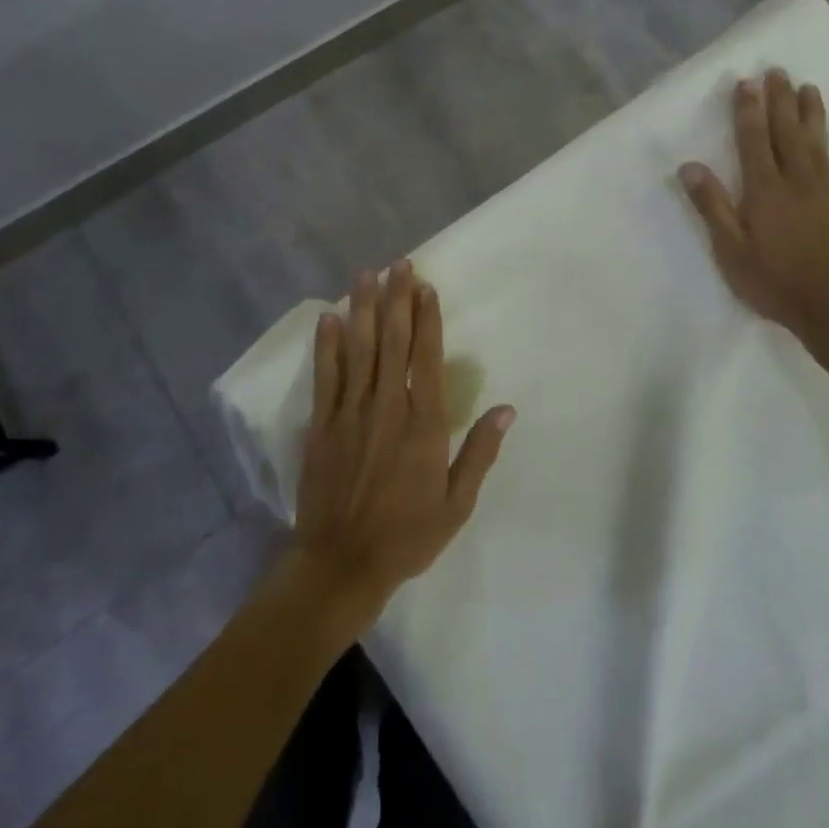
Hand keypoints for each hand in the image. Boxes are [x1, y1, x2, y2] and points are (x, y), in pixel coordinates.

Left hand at [286, 260, 516, 631]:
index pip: (426, 358)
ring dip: (364, 309)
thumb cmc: (407, 535)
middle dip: (397, 299)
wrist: (341, 563)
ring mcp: (350, 413)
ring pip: (359, 349)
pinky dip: (327, 345)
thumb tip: (506, 409)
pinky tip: (329, 318)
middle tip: (399, 263)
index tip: (426, 286)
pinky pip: (326, 376)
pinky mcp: (322, 425)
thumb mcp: (456, 503)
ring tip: (366, 274)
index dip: (427, 319)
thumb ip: (479, 452)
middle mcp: (387, 407)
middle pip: (393, 342)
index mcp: (423, 424)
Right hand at [680, 72, 828, 366]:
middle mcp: (797, 180)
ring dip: (812, 112)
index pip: (754, 140)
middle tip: (777, 71)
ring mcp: (826, 190)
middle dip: (780, 100)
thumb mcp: (730, 250)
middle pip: (787, 131)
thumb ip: (712, 206)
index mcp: (765, 190)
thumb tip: (689, 166)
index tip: (746, 83)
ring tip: (808, 86)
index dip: (748, 110)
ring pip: (818, 141)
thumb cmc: (773, 282)